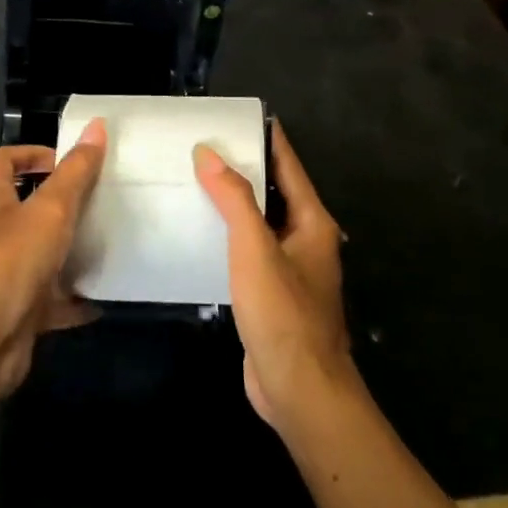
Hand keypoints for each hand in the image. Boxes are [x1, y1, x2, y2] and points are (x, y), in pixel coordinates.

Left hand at [0, 120, 106, 402]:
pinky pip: (53, 303)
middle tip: (106, 201)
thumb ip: (75, 172)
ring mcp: (6, 278)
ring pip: (44, 257)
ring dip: (73, 252)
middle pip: (28, 210)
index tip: (69, 160)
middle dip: (64, 205)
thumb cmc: (6, 263)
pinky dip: (77, 302)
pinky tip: (107, 297)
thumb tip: (97, 124)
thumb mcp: (48, 210)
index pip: (3, 162)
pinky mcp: (19, 316)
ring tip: (114, 243)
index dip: (31, 153)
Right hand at [193, 122, 356, 431]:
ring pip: (260, 222)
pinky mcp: (273, 294)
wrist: (300, 391)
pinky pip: (250, 251)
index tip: (236, 116)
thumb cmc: (283, 314)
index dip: (267, 138)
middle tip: (203, 146)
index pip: (288, 165)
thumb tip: (209, 153)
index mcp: (312, 222)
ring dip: (234, 203)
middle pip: (274, 191)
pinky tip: (200, 232)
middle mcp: (306, 239)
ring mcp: (291, 269)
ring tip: (195, 181)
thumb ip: (234, 199)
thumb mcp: (255, 249)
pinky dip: (229, 236)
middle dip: (244, 168)